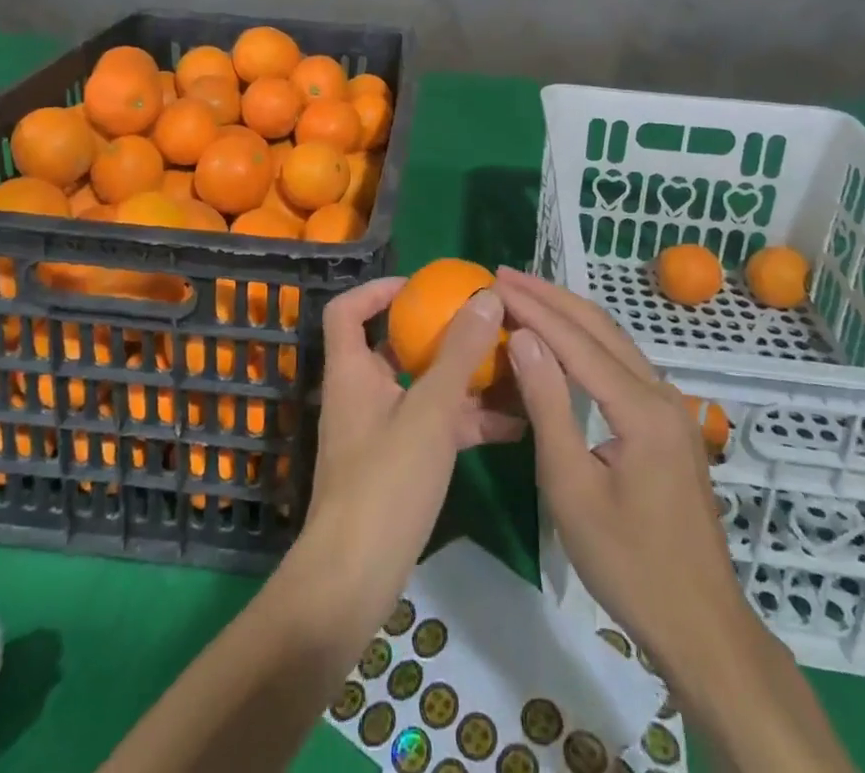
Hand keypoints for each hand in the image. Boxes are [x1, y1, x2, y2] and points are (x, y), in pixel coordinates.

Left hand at [294, 277, 521, 639]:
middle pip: (396, 349)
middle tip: (484, 326)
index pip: (348, 310)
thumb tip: (485, 296)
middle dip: (441, 337)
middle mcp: (362, 394)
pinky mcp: (399, 466)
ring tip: (515, 371)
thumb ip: (459, 354)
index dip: (377, 290)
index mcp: (352, 371)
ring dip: (465, 382)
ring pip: (424, 391)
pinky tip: (516, 425)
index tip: (421, 287)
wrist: (354, 578)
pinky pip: (436, 428)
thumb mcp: (430, 411)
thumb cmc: (386, 481)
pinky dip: (468, 422)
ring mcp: (381, 432)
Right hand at [493, 266, 743, 676]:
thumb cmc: (628, 563)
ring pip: (615, 342)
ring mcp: (671, 408)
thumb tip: (523, 337)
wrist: (701, 626)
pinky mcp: (669, 424)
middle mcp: (662, 393)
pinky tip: (564, 342)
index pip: (577, 340)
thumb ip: (548, 405)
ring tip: (527, 296)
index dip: (534, 307)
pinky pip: (623, 365)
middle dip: (551, 296)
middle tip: (506, 276)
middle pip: (601, 327)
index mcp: (641, 407)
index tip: (496, 282)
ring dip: (569, 314)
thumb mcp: (572, 487)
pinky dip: (587, 342)